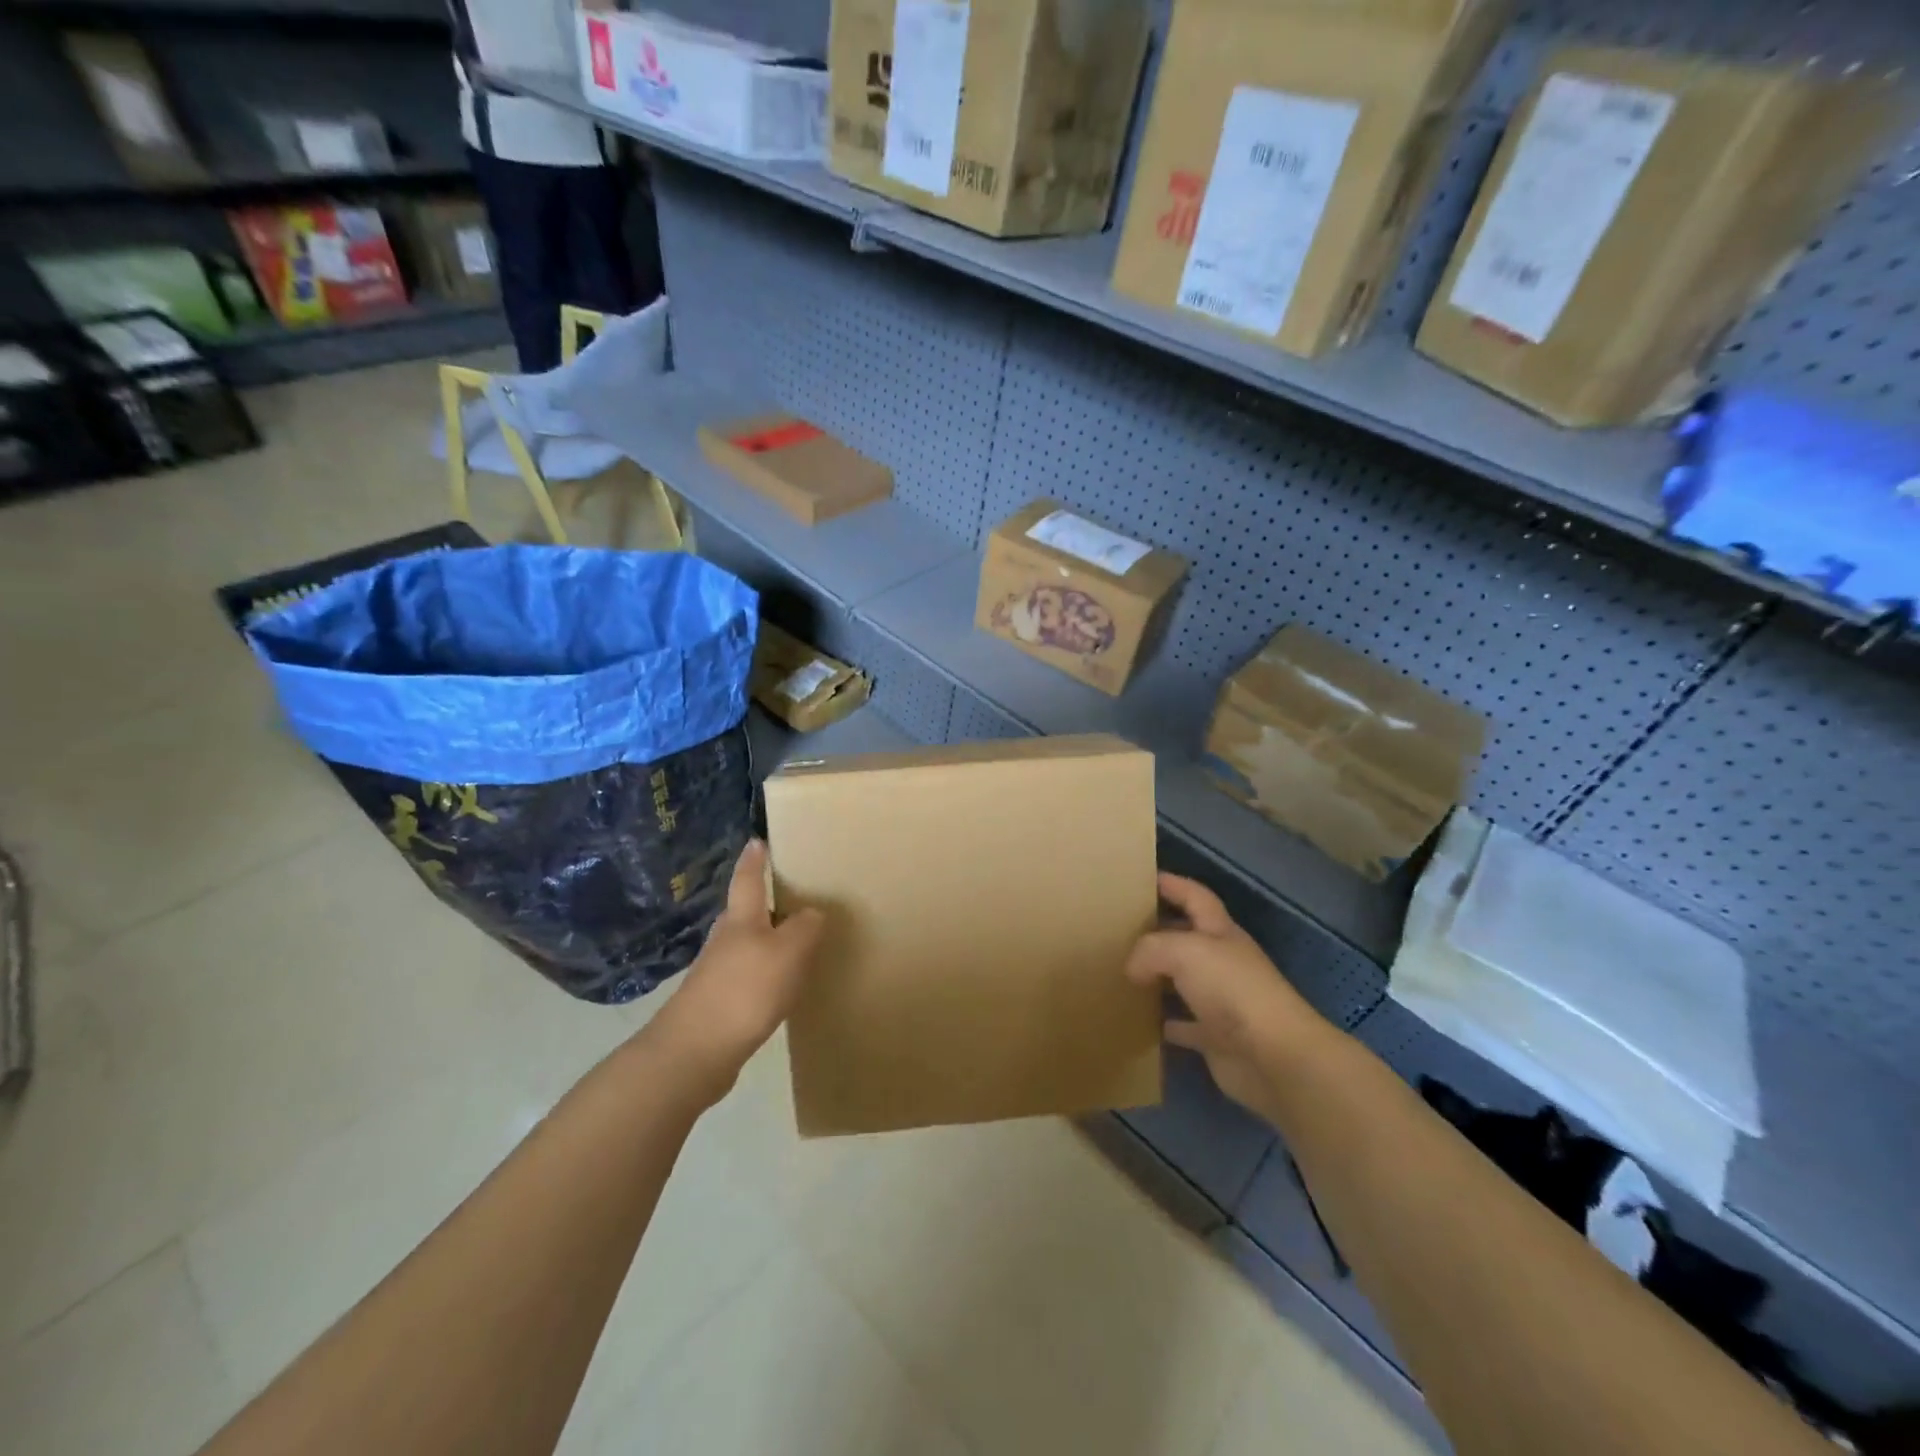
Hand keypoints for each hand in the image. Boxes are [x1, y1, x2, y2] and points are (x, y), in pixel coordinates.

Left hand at [645, 839, 824, 1101]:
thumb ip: (805, 927)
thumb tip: (813, 913)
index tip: (756, 841)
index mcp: (742, 919)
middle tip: (791, 895)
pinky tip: (779, 986)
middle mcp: (725, 940)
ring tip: (794, 941)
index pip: (747, 879)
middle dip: (763, 902)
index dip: (753, 860)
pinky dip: (764, 973)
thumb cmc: (745, 990)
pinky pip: (746, 976)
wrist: (694, 1052)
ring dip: (767, 940)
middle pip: (744, 912)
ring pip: (746, 945)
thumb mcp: (789, 951)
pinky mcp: (717, 1003)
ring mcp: (716, 972)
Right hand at [1126, 873, 1334, 1122]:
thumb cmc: (1232, 990)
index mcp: (1221, 932)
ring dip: (1158, 978)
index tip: (1142, 878)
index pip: (1195, 897)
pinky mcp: (1216, 1038)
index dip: (1173, 884)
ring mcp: (1221, 1002)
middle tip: (1119, 929)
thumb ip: (1150, 949)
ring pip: (1183, 982)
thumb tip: (1132, 968)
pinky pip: (1184, 1026)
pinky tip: (1139, 1020)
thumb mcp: (1184, 951)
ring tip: (1121, 971)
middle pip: (1187, 938)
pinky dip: (1164, 1022)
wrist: (1274, 1057)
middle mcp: (1223, 962)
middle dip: (1158, 931)